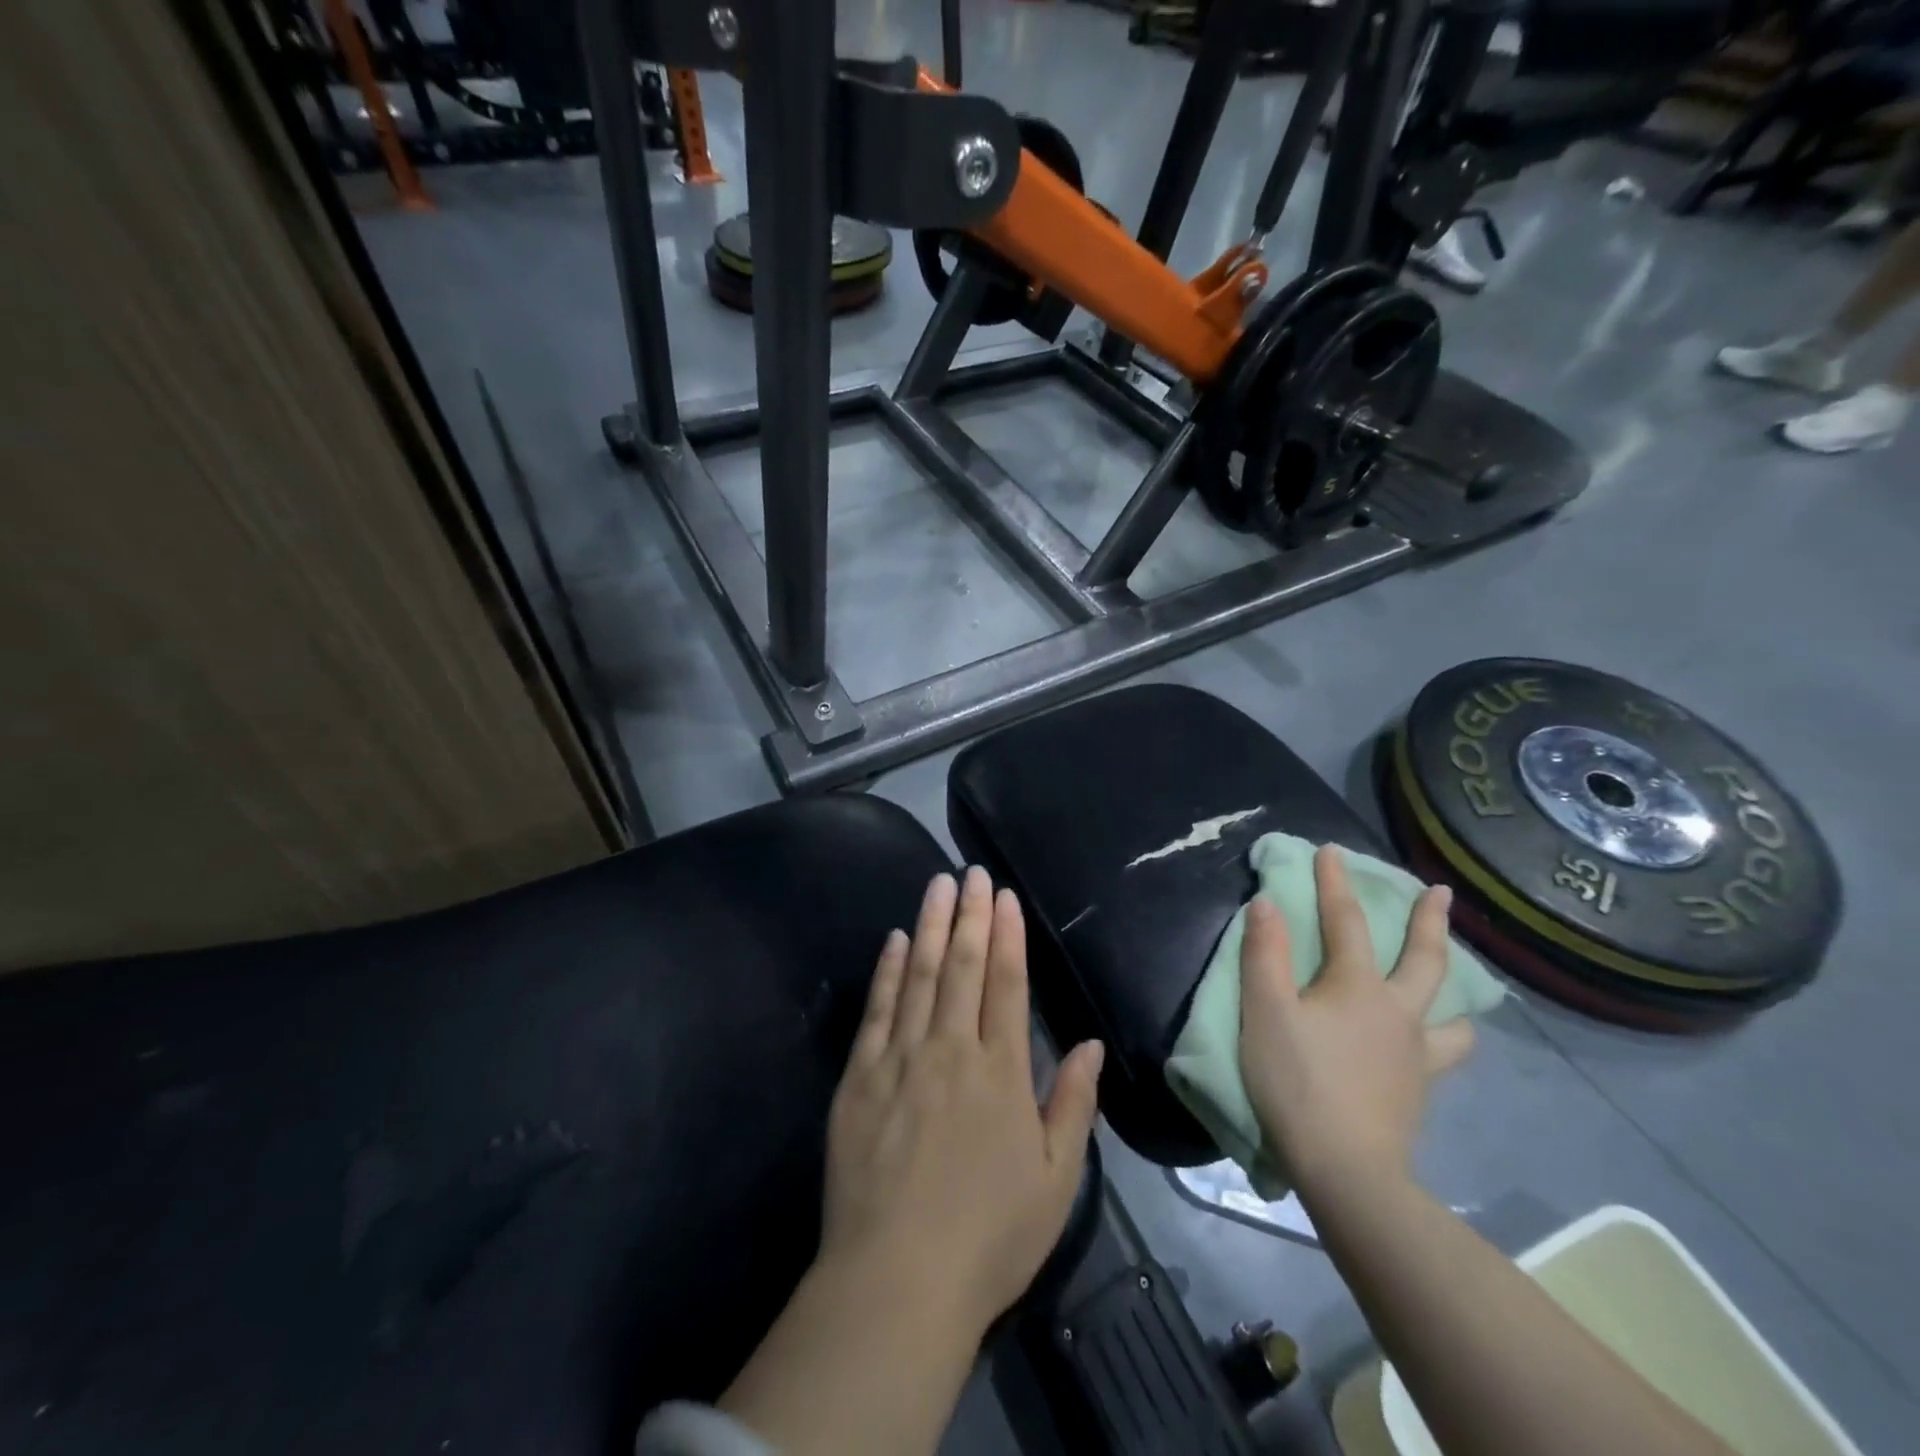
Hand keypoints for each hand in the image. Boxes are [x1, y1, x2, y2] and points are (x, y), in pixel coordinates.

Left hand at [819, 867, 1104, 1336]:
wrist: (897, 1280)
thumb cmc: (988, 1236)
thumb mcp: (1055, 1180)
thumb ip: (1073, 1104)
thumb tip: (1092, 1042)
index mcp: (1000, 1073)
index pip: (1005, 985)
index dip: (1006, 936)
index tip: (1004, 897)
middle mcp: (951, 1051)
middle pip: (961, 967)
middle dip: (969, 915)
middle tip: (972, 872)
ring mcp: (900, 1060)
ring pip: (919, 976)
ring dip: (929, 926)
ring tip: (937, 885)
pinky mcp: (860, 1077)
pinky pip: (877, 1011)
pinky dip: (887, 971)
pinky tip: (894, 940)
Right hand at [1237, 846, 1474, 1193]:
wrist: (1346, 1169)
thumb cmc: (1297, 1081)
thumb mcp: (1265, 1011)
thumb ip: (1265, 954)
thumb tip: (1268, 903)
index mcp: (1359, 987)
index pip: (1347, 921)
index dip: (1335, 882)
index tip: (1331, 850)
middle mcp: (1399, 1012)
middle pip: (1425, 959)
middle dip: (1430, 920)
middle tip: (1441, 892)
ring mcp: (1416, 1054)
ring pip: (1451, 1015)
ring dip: (1452, 991)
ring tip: (1450, 985)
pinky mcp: (1419, 1090)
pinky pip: (1442, 1054)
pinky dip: (1443, 1038)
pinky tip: (1430, 1044)